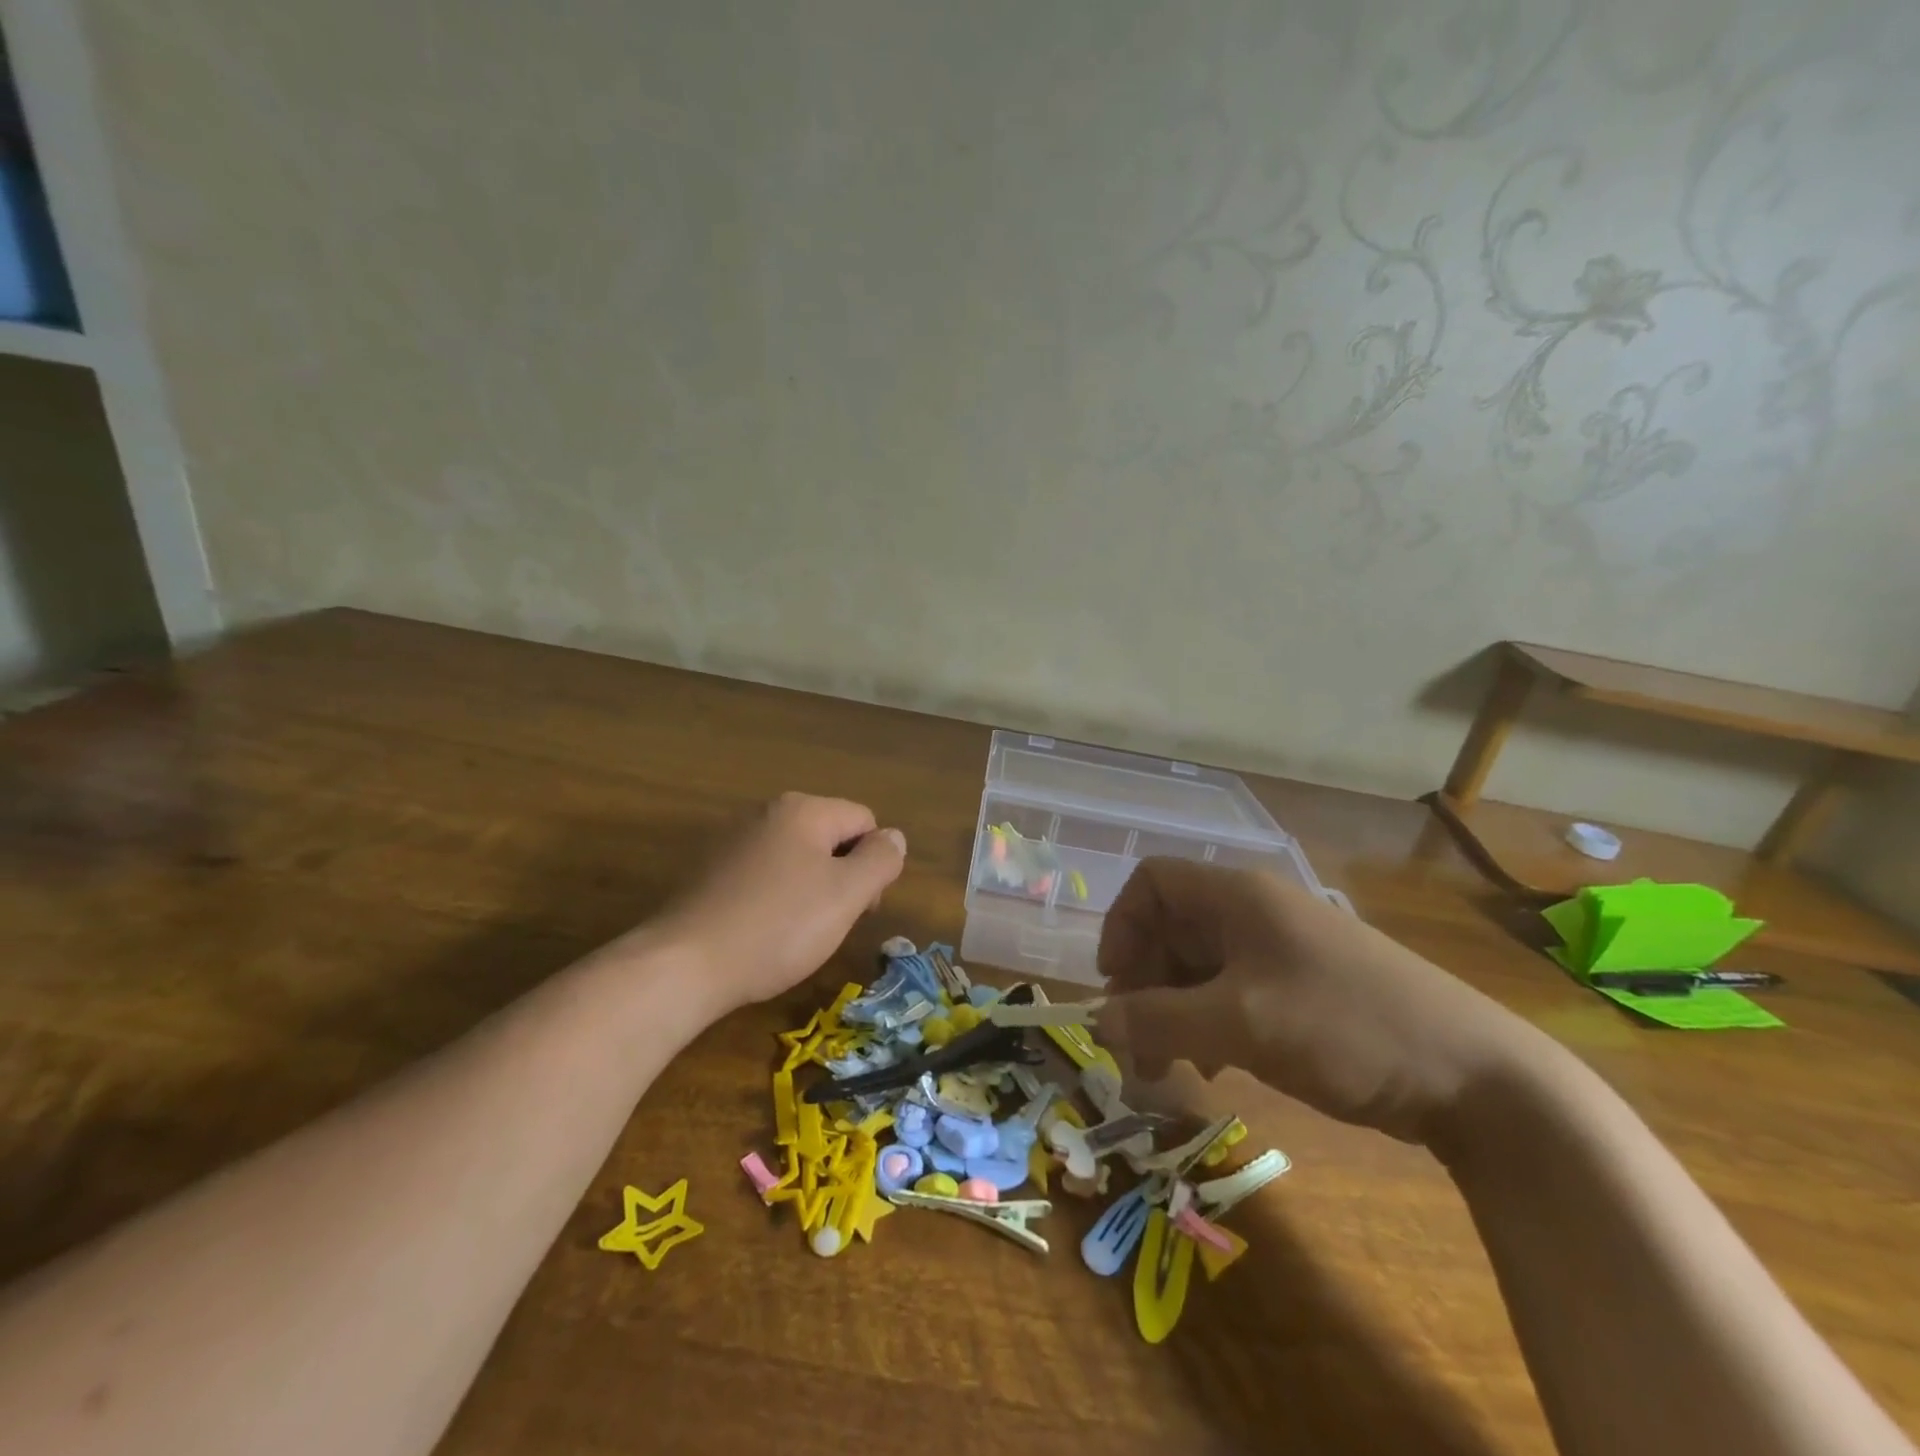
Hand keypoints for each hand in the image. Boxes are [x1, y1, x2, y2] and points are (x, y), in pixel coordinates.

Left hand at [648, 793, 906, 1015]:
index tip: (861, 908)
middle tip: (832, 923)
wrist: (684, 964)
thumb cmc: (778, 927)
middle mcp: (766, 812)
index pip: (864, 821)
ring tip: (796, 933)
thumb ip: (881, 860)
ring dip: (809, 889)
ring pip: (796, 858)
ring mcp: (732, 839)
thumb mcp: (847, 895)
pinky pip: (762, 875)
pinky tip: (762, 932)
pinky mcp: (709, 870)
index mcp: (803, 810)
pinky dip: (774, 898)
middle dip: (842, 876)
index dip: (873, 864)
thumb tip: (894, 837)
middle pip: (829, 836)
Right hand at [1095, 859, 1554, 1145]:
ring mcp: (1282, 951)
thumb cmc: (1345, 1028)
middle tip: (1137, 1044)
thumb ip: (1158, 1019)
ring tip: (1171, 1067)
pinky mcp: (1303, 989)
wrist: (1476, 1077)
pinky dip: (1210, 1024)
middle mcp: (1255, 913)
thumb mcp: (1239, 1023)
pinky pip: (1232, 993)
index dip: (1122, 926)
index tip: (1115, 984)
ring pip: (1200, 967)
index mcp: (1238, 897)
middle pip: (1171, 929)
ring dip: (1173, 1011)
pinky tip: (1217, 1068)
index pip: (1152, 883)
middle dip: (1144, 984)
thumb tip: (1097, 1021)